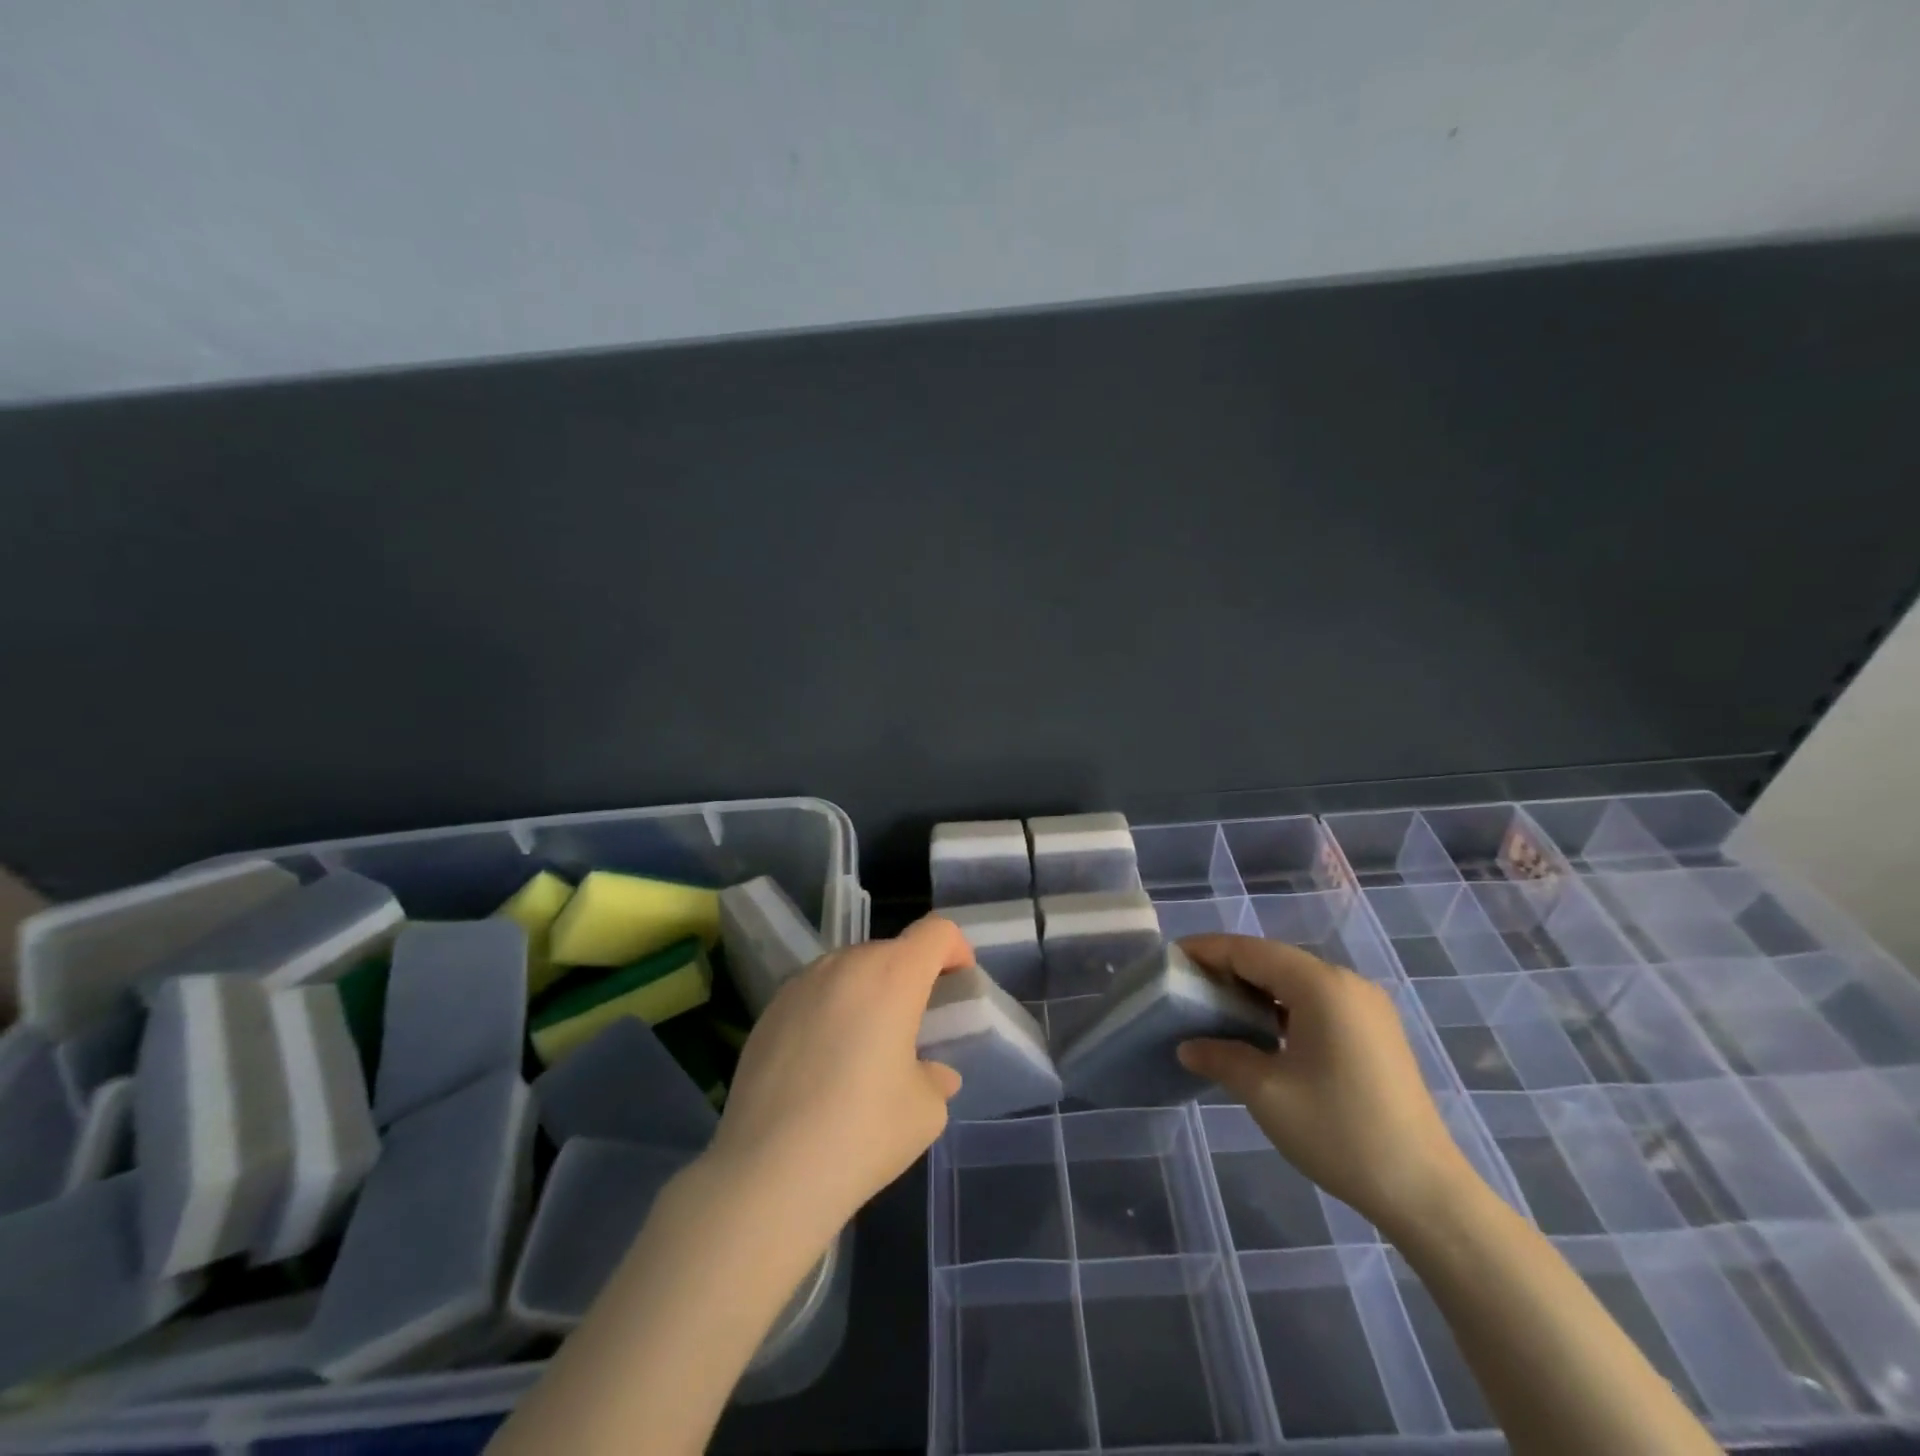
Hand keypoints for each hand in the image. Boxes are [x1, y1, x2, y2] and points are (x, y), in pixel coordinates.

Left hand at [707, 915, 968, 1234]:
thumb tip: (931, 1074)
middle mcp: (845, 964)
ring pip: (849, 971)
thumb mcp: (926, 1111)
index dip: (955, 950)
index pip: (936, 932)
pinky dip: (830, 1012)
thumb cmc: (863, 1132)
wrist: (767, 1172)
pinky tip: (822, 1065)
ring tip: (865, 1048)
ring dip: (868, 993)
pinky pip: (814, 995)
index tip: (958, 986)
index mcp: (893, 975)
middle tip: (914, 1028)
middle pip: (891, 951)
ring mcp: (800, 983)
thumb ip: (935, 1078)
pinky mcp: (768, 1010)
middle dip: (910, 978)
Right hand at [1175, 936, 1477, 1233]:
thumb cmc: (1339, 1132)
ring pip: (1296, 980)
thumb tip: (1187, 1046)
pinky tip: (1261, 1030)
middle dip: (1228, 968)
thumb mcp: (1266, 1093)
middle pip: (1274, 960)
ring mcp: (1367, 1007)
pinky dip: (1283, 1006)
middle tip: (1188, 985)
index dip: (1207, 951)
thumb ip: (1222, 1057)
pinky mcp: (1376, 1032)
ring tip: (1216, 1006)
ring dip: (1256, 988)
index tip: (1171, 958)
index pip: (1250, 951)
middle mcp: (1346, 983)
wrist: (1425, 1192)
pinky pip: (1317, 1001)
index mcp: (1321, 986)